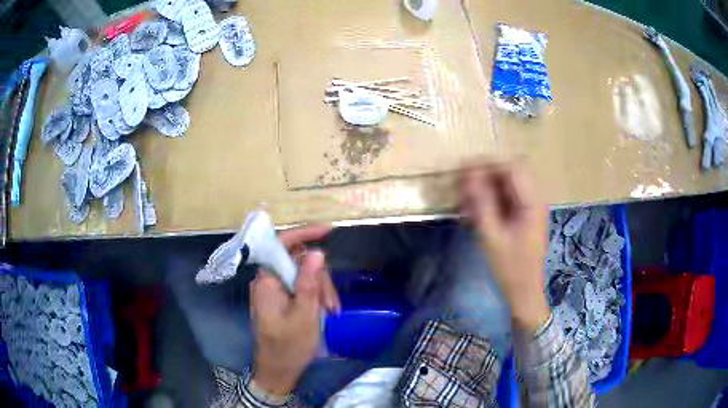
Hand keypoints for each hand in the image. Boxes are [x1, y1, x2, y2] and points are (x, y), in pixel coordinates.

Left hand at [250, 225, 339, 394]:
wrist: (278, 370)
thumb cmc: (289, 347)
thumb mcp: (304, 316)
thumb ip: (309, 283)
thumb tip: (317, 252)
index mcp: (267, 281)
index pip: (281, 245)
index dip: (304, 234)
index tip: (328, 230)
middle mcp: (268, 281)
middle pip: (297, 261)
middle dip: (319, 277)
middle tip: (332, 303)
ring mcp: (274, 291)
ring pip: (302, 275)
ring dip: (320, 289)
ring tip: (332, 312)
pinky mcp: (281, 299)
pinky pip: (301, 287)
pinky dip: (316, 296)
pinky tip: (326, 311)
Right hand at [460, 161, 549, 331]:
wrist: (524, 291)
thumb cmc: (509, 268)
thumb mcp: (491, 236)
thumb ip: (481, 203)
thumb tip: (468, 174)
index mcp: (532, 203)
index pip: (512, 168)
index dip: (487, 163)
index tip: (463, 167)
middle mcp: (535, 199)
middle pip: (511, 171)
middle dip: (486, 171)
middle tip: (463, 180)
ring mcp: (531, 207)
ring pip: (509, 182)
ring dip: (488, 183)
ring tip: (466, 193)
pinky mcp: (525, 215)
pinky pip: (508, 196)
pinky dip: (492, 196)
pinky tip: (477, 206)